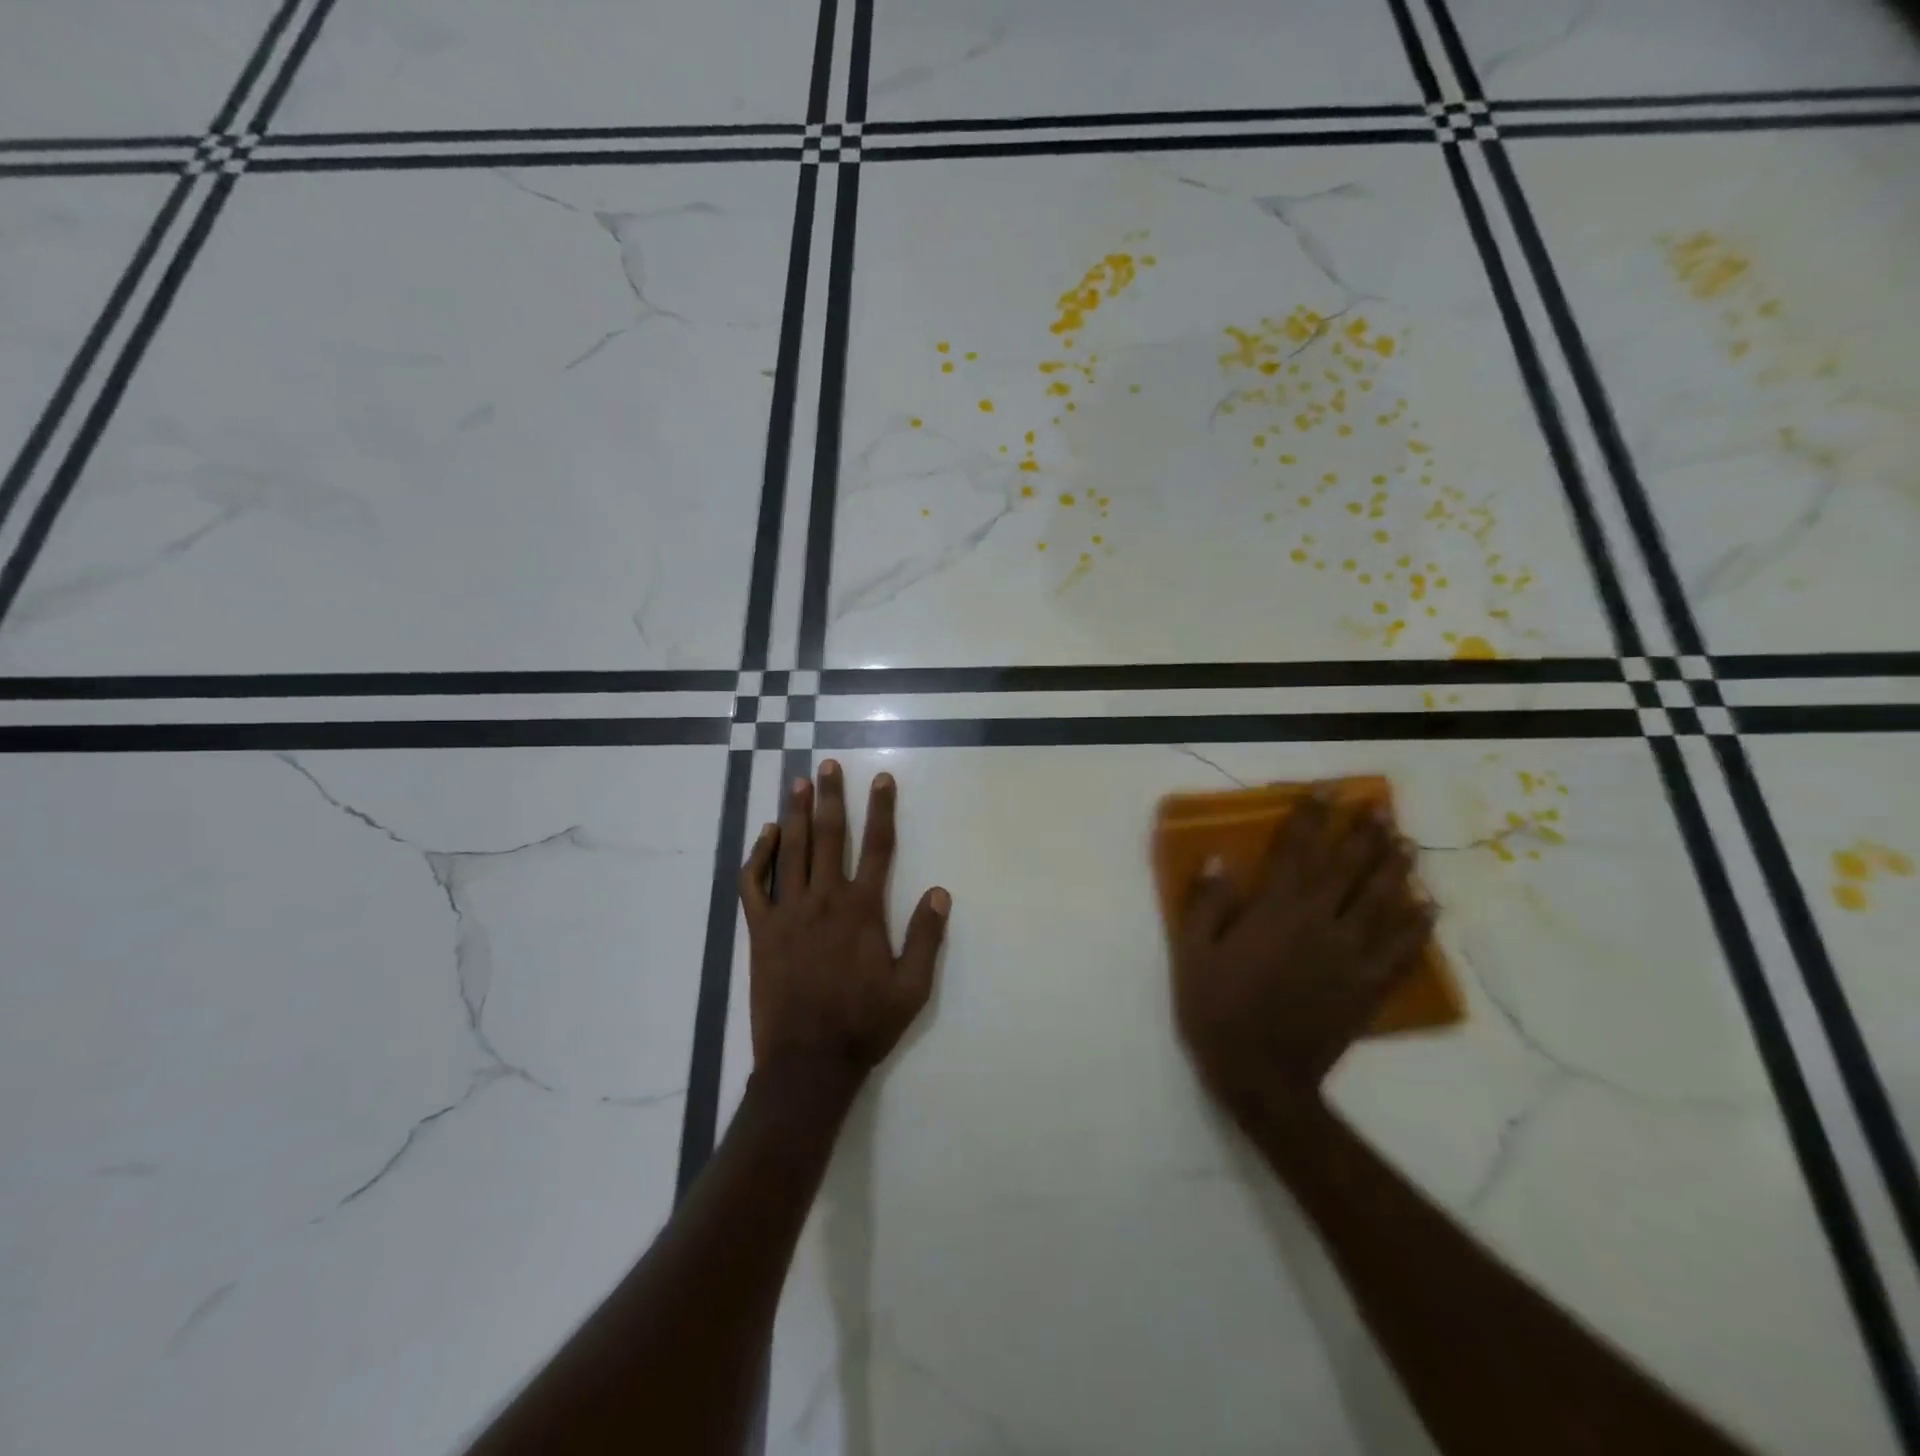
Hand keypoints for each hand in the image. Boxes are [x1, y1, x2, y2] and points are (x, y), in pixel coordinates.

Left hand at [739, 761, 950, 1083]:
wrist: (808, 1062)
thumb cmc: (865, 1024)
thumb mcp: (912, 988)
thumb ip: (926, 937)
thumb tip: (940, 891)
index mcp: (863, 909)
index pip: (878, 846)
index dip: (882, 809)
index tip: (881, 779)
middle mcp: (825, 899)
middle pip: (830, 836)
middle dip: (832, 797)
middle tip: (828, 765)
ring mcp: (788, 912)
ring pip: (792, 850)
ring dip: (797, 813)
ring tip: (798, 783)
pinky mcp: (761, 930)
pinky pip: (754, 883)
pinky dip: (759, 855)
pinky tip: (767, 835)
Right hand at [1172, 794, 1435, 1127]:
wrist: (1261, 1077)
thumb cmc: (1217, 1009)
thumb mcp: (1193, 953)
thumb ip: (1208, 903)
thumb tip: (1218, 858)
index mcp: (1277, 912)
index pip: (1299, 851)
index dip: (1312, 817)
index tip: (1326, 790)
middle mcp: (1321, 925)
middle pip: (1349, 870)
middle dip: (1364, 835)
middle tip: (1379, 808)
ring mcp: (1351, 957)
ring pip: (1382, 903)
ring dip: (1396, 870)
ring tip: (1407, 844)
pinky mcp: (1368, 988)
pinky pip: (1402, 951)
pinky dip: (1418, 927)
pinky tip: (1429, 908)